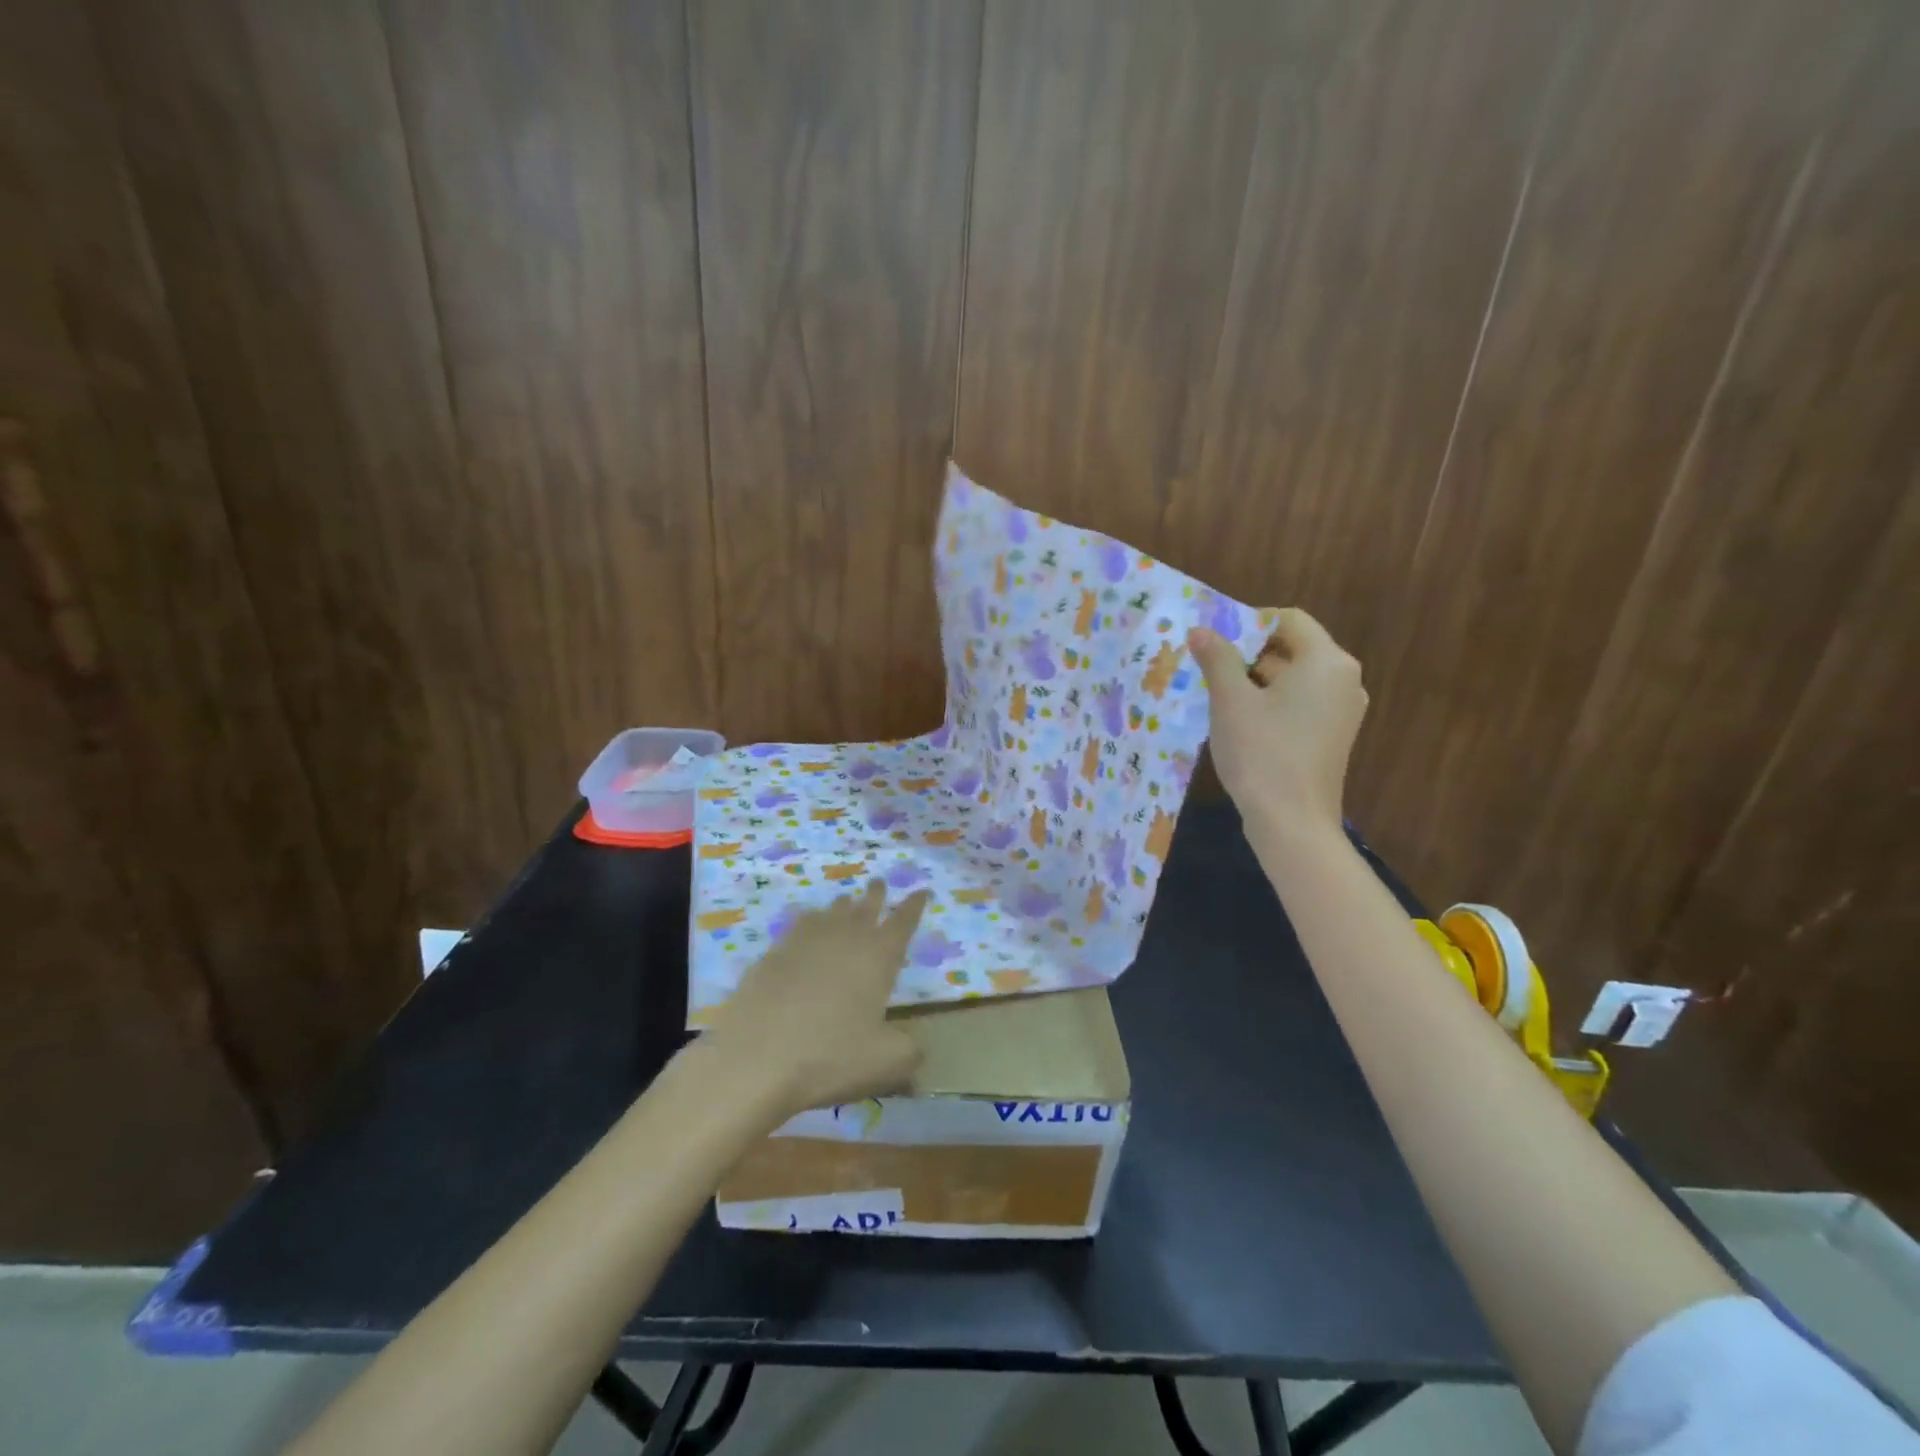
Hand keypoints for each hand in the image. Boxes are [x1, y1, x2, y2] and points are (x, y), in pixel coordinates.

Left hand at [699, 881, 930, 1120]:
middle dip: (876, 894)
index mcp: (878, 956)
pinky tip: (804, 930)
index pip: (903, 922)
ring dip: (842, 905)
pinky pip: (797, 928)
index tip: (921, 890)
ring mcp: (804, 942)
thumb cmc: (829, 1057)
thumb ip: (909, 1052)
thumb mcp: (885, 1062)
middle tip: (879, 883)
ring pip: (829, 912)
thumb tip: (917, 1050)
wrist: (754, 1058)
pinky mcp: (772, 954)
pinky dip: (807, 923)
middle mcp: (844, 938)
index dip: (914, 905)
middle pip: (865, 906)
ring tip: (845, 901)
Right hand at [1188, 607, 1367, 834]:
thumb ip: (1216, 658)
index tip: (1215, 644)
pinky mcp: (1335, 735)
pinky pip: (1302, 703)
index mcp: (1326, 661)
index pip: (1288, 619)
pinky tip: (1244, 725)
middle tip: (1211, 674)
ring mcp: (1344, 710)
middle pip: (1293, 648)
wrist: (1292, 823)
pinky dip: (1273, 704)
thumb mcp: (1230, 701)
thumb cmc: (1261, 753)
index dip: (1249, 623)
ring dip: (1257, 681)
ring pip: (1295, 678)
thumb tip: (1200, 630)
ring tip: (1221, 701)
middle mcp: (1344, 679)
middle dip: (1250, 655)